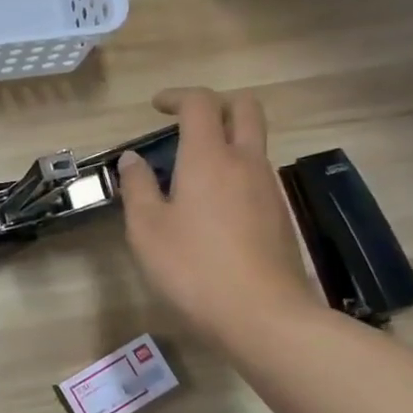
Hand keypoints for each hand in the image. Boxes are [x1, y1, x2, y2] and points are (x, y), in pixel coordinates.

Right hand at [119, 87, 317, 346]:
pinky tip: (213, 209)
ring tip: (192, 173)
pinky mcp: (279, 215)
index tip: (157, 106)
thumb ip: (137, 187)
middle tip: (187, 124)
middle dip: (216, 104)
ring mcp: (269, 188)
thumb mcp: (147, 229)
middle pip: (245, 108)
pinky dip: (235, 172)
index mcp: (209, 157)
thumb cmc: (193, 268)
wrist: (263, 316)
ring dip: (226, 141)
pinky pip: (257, 175)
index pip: (200, 104)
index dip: (177, 96)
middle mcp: (246, 162)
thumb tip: (133, 159)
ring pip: (254, 143)